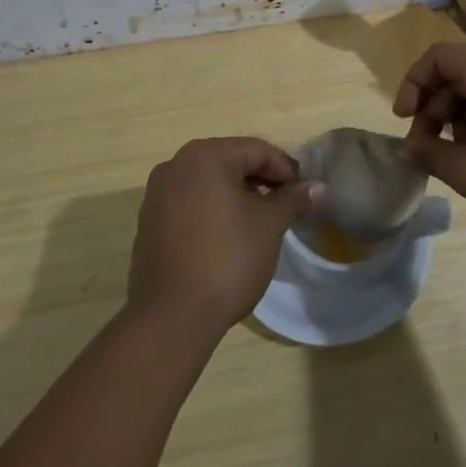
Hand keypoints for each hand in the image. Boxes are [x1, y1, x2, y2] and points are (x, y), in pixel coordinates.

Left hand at [126, 138, 314, 334]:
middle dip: (262, 180)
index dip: (286, 169)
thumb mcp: (270, 226)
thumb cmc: (227, 259)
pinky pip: (190, 202)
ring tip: (261, 221)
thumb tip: (316, 187)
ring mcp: (158, 193)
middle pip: (231, 161)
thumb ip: (293, 199)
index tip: (305, 192)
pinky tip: (229, 235)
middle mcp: (176, 164)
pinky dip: (213, 209)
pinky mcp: (149, 220)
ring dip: (238, 194)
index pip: (257, 150)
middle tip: (286, 205)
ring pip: (209, 182)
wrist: (171, 317)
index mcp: (206, 156)